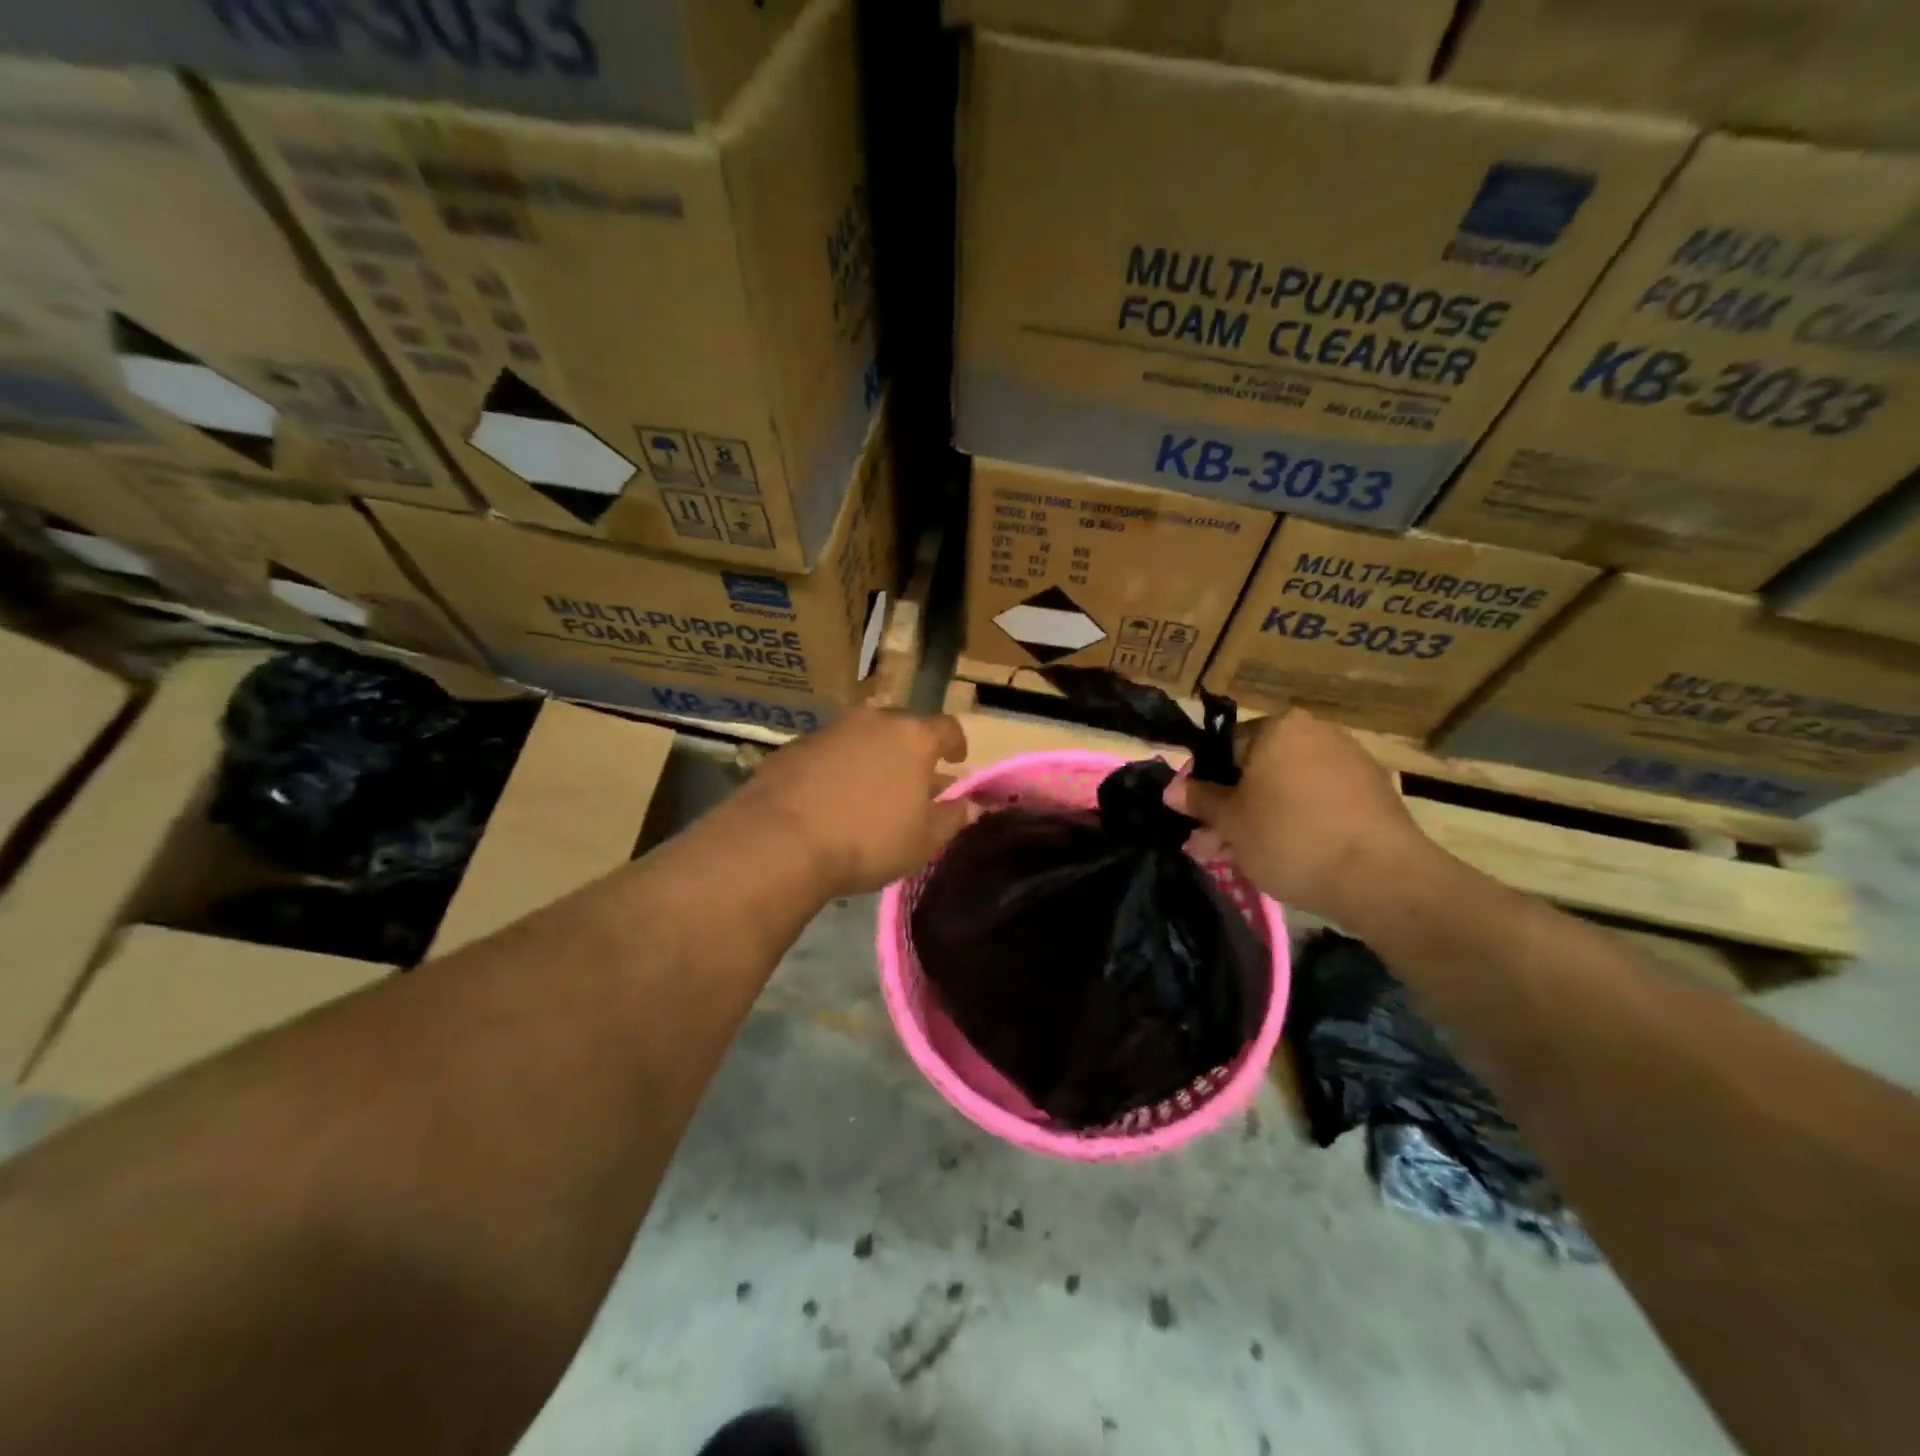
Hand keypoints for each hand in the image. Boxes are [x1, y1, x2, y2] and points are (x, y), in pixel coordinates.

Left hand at [737, 707, 972, 895]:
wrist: (783, 840)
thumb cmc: (869, 839)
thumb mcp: (923, 841)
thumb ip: (952, 818)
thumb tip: (972, 805)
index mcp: (913, 738)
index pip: (947, 727)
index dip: (956, 742)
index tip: (956, 760)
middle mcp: (873, 722)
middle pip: (902, 728)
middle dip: (910, 751)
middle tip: (911, 780)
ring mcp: (830, 730)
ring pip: (861, 737)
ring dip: (870, 757)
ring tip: (868, 790)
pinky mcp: (794, 747)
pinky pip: (827, 753)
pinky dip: (835, 768)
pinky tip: (828, 798)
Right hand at [1165, 707, 1433, 924]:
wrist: (1381, 877)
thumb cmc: (1290, 837)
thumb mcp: (1231, 821)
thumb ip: (1199, 800)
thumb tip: (1171, 789)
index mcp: (1279, 727)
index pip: (1225, 747)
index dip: (1204, 784)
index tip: (1195, 817)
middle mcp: (1317, 733)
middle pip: (1258, 769)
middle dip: (1233, 806)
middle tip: (1214, 845)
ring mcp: (1351, 762)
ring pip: (1288, 789)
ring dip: (1262, 818)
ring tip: (1244, 859)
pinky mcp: (1374, 794)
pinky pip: (1320, 803)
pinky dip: (1299, 823)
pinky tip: (1287, 856)